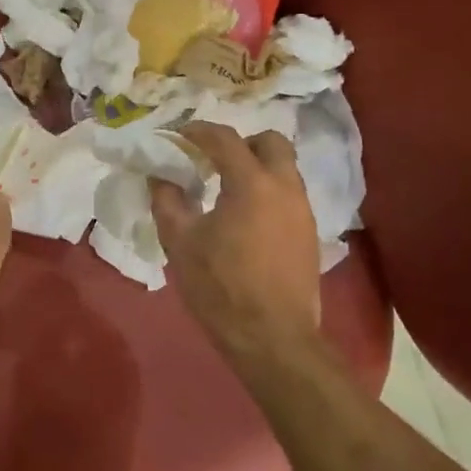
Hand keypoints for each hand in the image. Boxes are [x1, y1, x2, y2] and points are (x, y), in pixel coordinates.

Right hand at [150, 122, 321, 364]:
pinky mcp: (309, 234)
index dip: (199, 132)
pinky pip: (289, 194)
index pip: (225, 139)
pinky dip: (267, 191)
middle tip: (214, 159)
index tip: (179, 136)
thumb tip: (160, 177)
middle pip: (271, 142)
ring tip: (226, 188)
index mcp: (252, 183)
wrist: (273, 339)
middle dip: (241, 142)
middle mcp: (284, 188)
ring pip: (284, 168)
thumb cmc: (221, 287)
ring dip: (257, 167)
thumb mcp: (180, 242)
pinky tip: (245, 216)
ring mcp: (302, 211)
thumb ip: (167, 201)